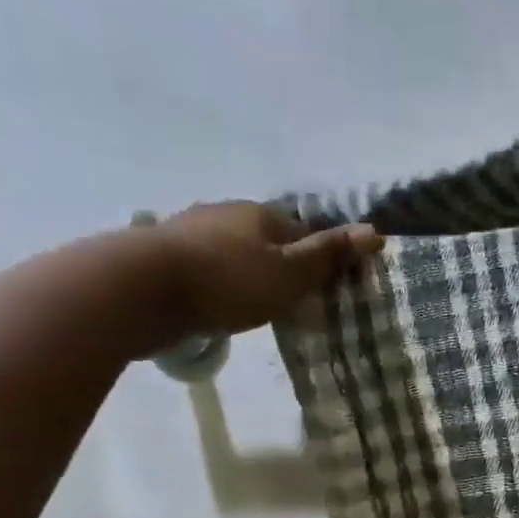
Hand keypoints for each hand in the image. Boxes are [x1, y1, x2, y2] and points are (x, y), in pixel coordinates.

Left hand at [148, 201, 383, 342]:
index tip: (329, 291)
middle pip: (270, 240)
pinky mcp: (168, 253)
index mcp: (264, 214)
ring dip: (250, 273)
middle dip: (284, 266)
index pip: (307, 234)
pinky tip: (220, 301)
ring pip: (237, 251)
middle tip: (295, 303)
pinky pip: (210, 265)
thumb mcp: (291, 273)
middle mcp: (229, 212)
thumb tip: (375, 230)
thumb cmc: (229, 281)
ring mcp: (194, 229)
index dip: (322, 261)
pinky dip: (222, 281)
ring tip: (257, 306)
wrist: (143, 288)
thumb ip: (329, 255)